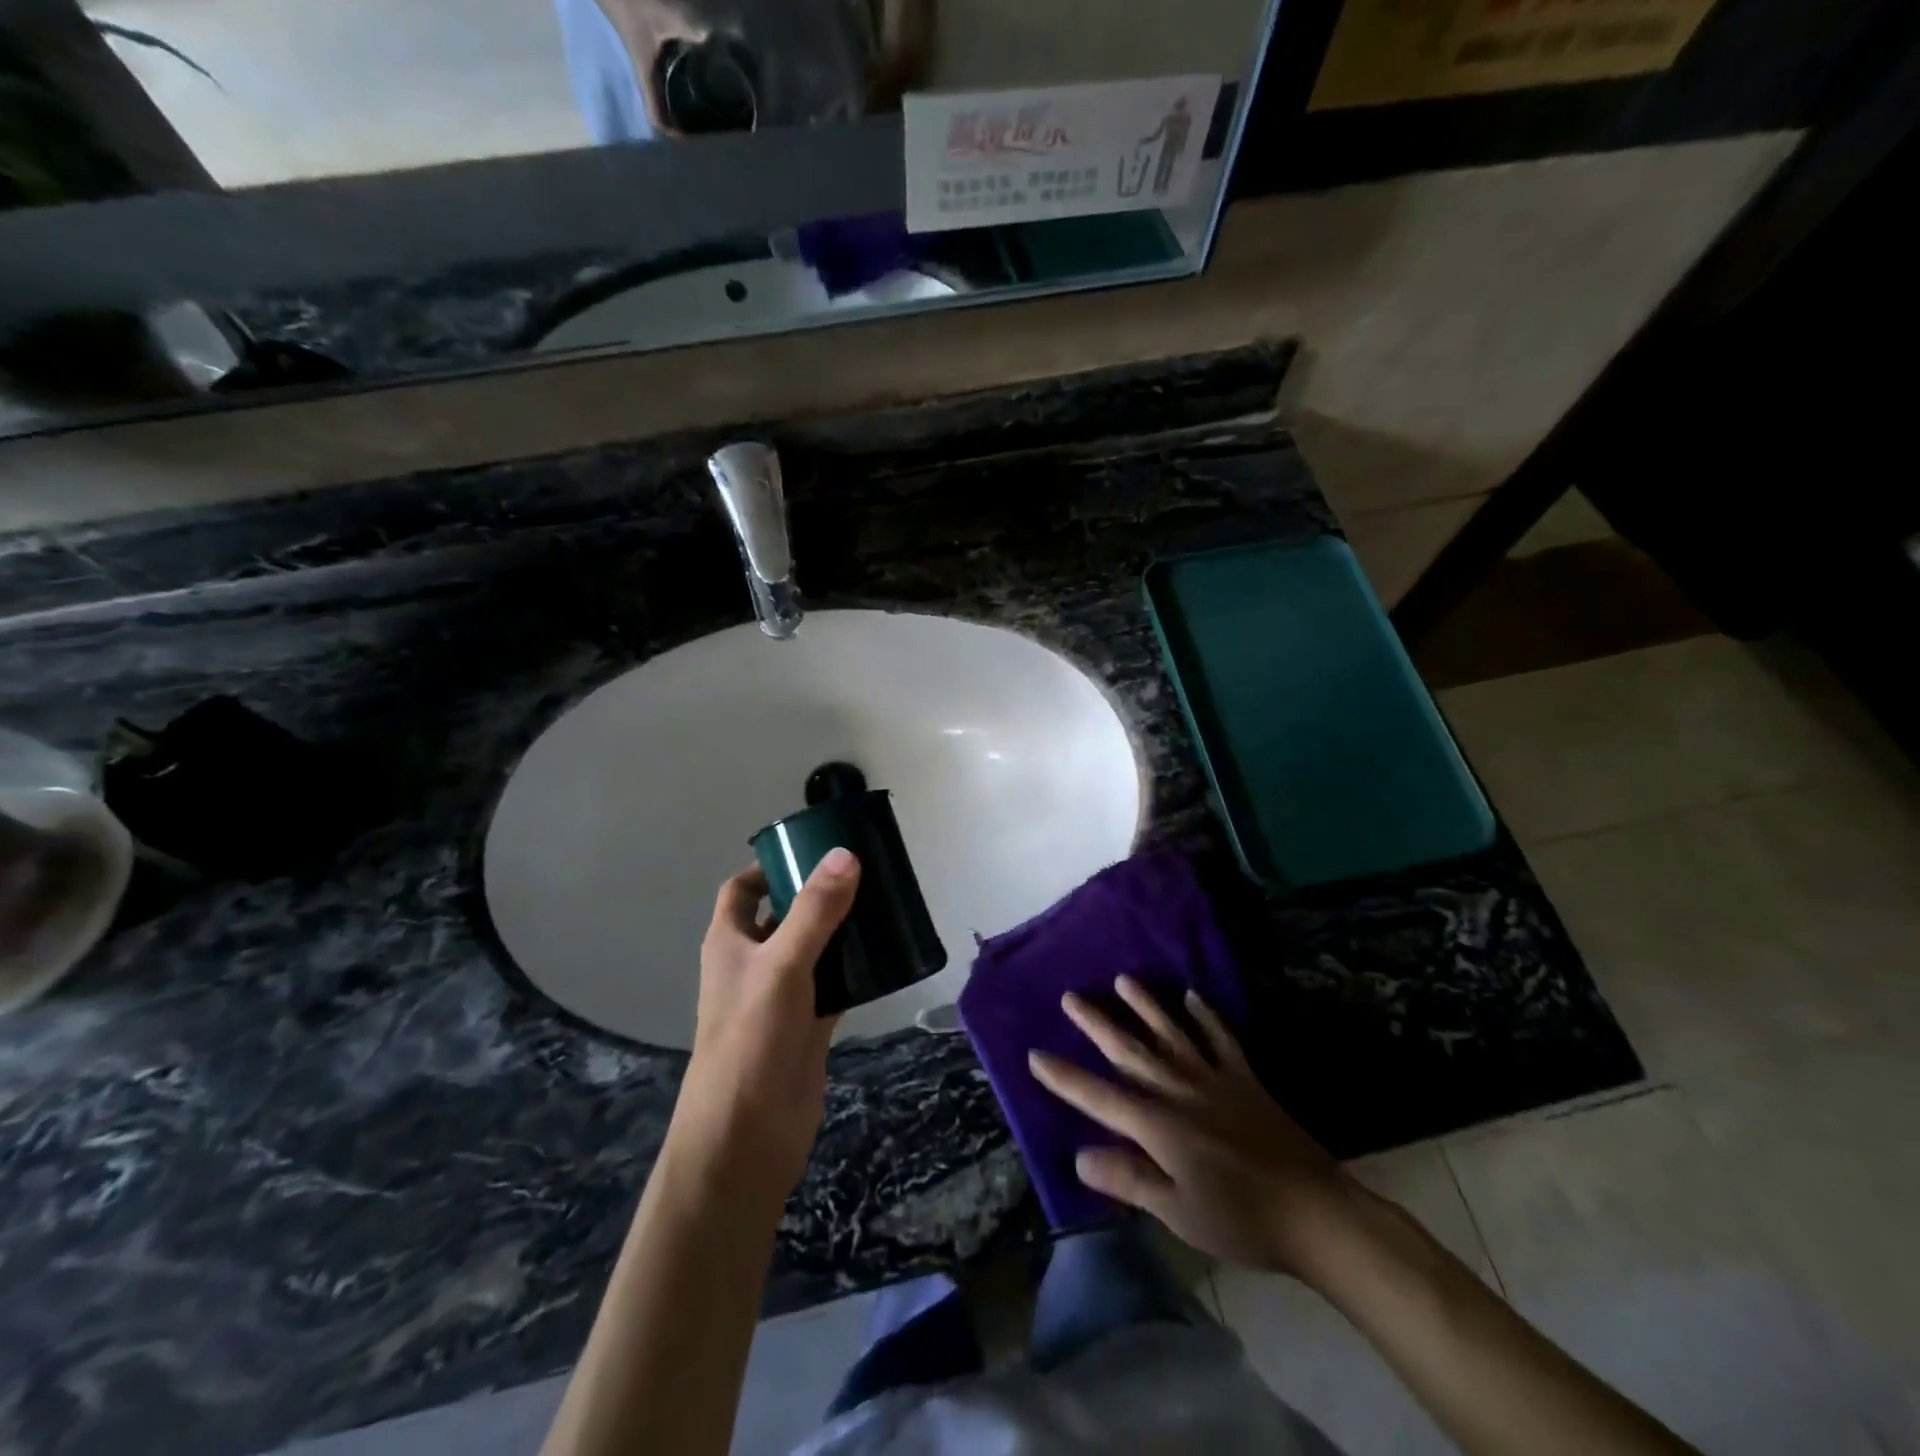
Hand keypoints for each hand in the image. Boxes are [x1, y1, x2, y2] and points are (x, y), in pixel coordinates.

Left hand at [671, 850, 860, 1204]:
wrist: (747, 1136)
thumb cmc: (750, 1038)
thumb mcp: (782, 963)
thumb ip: (815, 910)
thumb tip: (845, 853)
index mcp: (730, 942)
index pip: (742, 890)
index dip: (769, 868)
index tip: (811, 851)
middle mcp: (753, 963)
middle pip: (785, 916)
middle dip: (817, 895)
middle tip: (864, 872)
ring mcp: (782, 996)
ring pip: (814, 950)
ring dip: (841, 931)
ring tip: (883, 905)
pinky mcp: (808, 1025)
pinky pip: (835, 985)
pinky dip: (856, 971)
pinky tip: (887, 957)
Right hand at [1029, 976, 1349, 1277]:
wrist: (1316, 1213)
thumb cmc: (1241, 1220)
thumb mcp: (1177, 1213)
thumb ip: (1129, 1180)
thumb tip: (1080, 1155)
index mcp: (1159, 1126)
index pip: (1100, 1097)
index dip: (1065, 1077)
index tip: (1034, 1053)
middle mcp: (1181, 1092)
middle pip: (1131, 1051)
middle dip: (1097, 1024)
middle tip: (1070, 996)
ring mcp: (1215, 1080)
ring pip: (1172, 1034)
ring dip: (1145, 1005)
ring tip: (1123, 980)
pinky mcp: (1246, 1080)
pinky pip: (1222, 1040)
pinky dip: (1207, 1016)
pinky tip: (1193, 996)